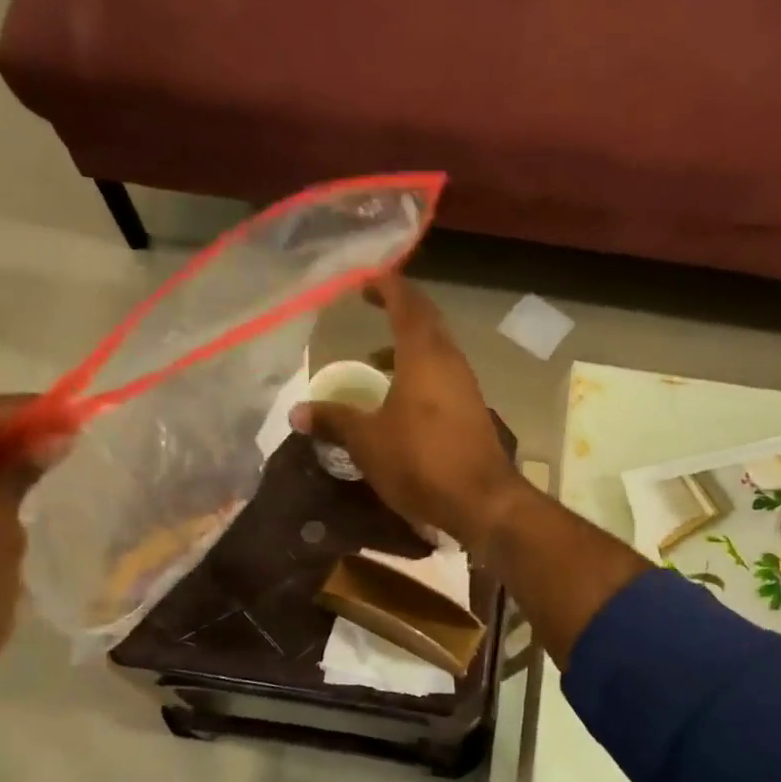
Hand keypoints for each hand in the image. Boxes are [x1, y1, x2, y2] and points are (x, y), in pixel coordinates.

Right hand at [290, 276, 527, 551]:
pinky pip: (442, 378)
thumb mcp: (367, 442)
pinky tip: (399, 402)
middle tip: (370, 310)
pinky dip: (419, 375)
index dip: (386, 286)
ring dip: (407, 349)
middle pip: (425, 322)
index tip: (365, 280)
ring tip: (375, 364)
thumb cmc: (421, 461)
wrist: (482, 501)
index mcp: (424, 354)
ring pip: (435, 352)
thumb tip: (297, 412)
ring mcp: (466, 386)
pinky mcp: (472, 411)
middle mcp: (450, 361)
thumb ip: (334, 420)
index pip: (406, 302)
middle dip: (398, 311)